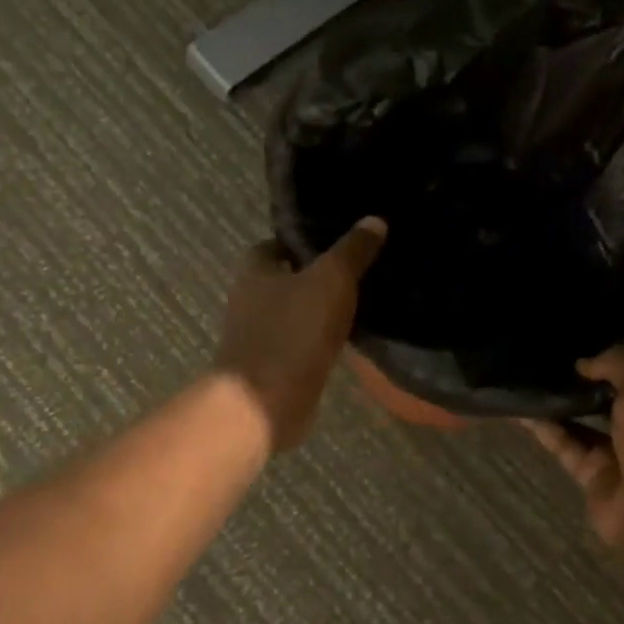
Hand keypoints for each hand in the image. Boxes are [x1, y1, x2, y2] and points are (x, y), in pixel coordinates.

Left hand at [215, 219, 386, 451]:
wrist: (266, 404)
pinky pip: (300, 345)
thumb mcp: (331, 280)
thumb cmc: (293, 332)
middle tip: (355, 270)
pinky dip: (319, 341)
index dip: (301, 241)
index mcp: (254, 272)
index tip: (335, 240)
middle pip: (284, 279)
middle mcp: (249, 301)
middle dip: (314, 276)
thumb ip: (352, 251)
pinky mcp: (272, 368)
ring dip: (318, 310)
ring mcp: (258, 338)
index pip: (274, 245)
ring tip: (359, 302)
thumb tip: (375, 220)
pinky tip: (347, 339)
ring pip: (293, 314)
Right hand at [523, 348, 623, 556]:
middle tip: (552, 361)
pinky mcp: (592, 476)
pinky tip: (522, 411)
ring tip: (530, 380)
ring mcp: (619, 456)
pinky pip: (566, 446)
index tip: (586, 345)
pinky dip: (546, 430)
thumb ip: (617, 364)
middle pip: (610, 402)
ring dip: (560, 406)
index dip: (616, 363)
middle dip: (585, 384)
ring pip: (584, 425)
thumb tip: (583, 363)